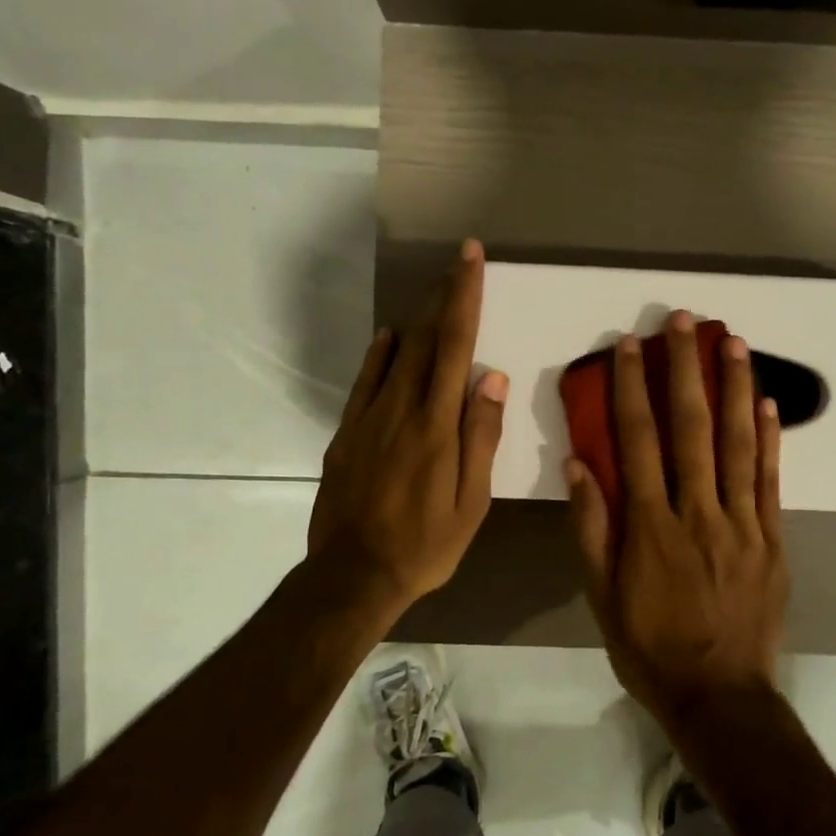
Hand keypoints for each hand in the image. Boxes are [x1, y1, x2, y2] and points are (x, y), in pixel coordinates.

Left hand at [307, 240, 507, 617]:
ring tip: (434, 298)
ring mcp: (367, 420)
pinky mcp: (346, 436)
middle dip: (444, 297)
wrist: (353, 576)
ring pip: (395, 356)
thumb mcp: (470, 503)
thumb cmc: (425, 544)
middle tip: (458, 266)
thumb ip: (480, 437)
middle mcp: (400, 409)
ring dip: (418, 321)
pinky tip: (389, 340)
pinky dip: (379, 355)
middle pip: (424, 340)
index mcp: (436, 424)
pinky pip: (364, 382)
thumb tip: (490, 378)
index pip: (454, 346)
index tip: (469, 259)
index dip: (464, 298)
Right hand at [566, 310, 787, 733]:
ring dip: (734, 388)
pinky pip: (771, 480)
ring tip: (733, 341)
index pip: (638, 441)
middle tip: (684, 321)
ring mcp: (742, 523)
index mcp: (650, 526)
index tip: (630, 346)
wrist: (719, 695)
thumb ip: (591, 528)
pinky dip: (769, 439)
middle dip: (686, 369)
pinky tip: (767, 402)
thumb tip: (579, 465)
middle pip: (691, 428)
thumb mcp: (601, 595)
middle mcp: (698, 512)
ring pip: (737, 444)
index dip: (632, 389)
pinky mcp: (773, 539)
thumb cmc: (649, 645)